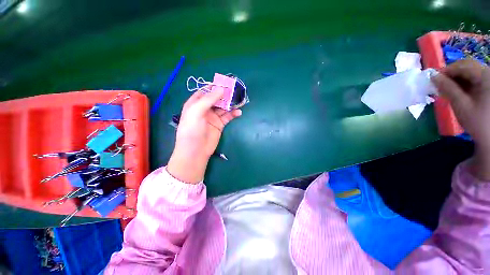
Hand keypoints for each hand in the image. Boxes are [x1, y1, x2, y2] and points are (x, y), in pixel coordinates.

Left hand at [167, 88, 241, 183]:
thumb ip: (208, 99)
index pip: (205, 91)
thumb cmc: (192, 129)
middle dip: (224, 94)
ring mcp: (213, 117)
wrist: (196, 150)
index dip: (214, 86)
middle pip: (216, 98)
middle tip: (235, 91)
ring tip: (239, 100)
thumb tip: (222, 89)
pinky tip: (239, 112)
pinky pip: (228, 117)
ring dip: (230, 104)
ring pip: (223, 107)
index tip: (224, 83)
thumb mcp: (196, 111)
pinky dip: (233, 114)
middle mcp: (204, 109)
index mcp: (195, 104)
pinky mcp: (220, 125)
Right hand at [432, 59, 489, 180]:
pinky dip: (465, 84)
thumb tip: (432, 77)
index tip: (433, 79)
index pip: (463, 65)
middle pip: (468, 67)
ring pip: (471, 73)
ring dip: (458, 80)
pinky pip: (476, 80)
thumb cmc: (478, 122)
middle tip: (439, 85)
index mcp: (486, 76)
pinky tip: (459, 92)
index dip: (447, 70)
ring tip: (448, 90)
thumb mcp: (461, 105)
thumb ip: (447, 88)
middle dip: (452, 74)